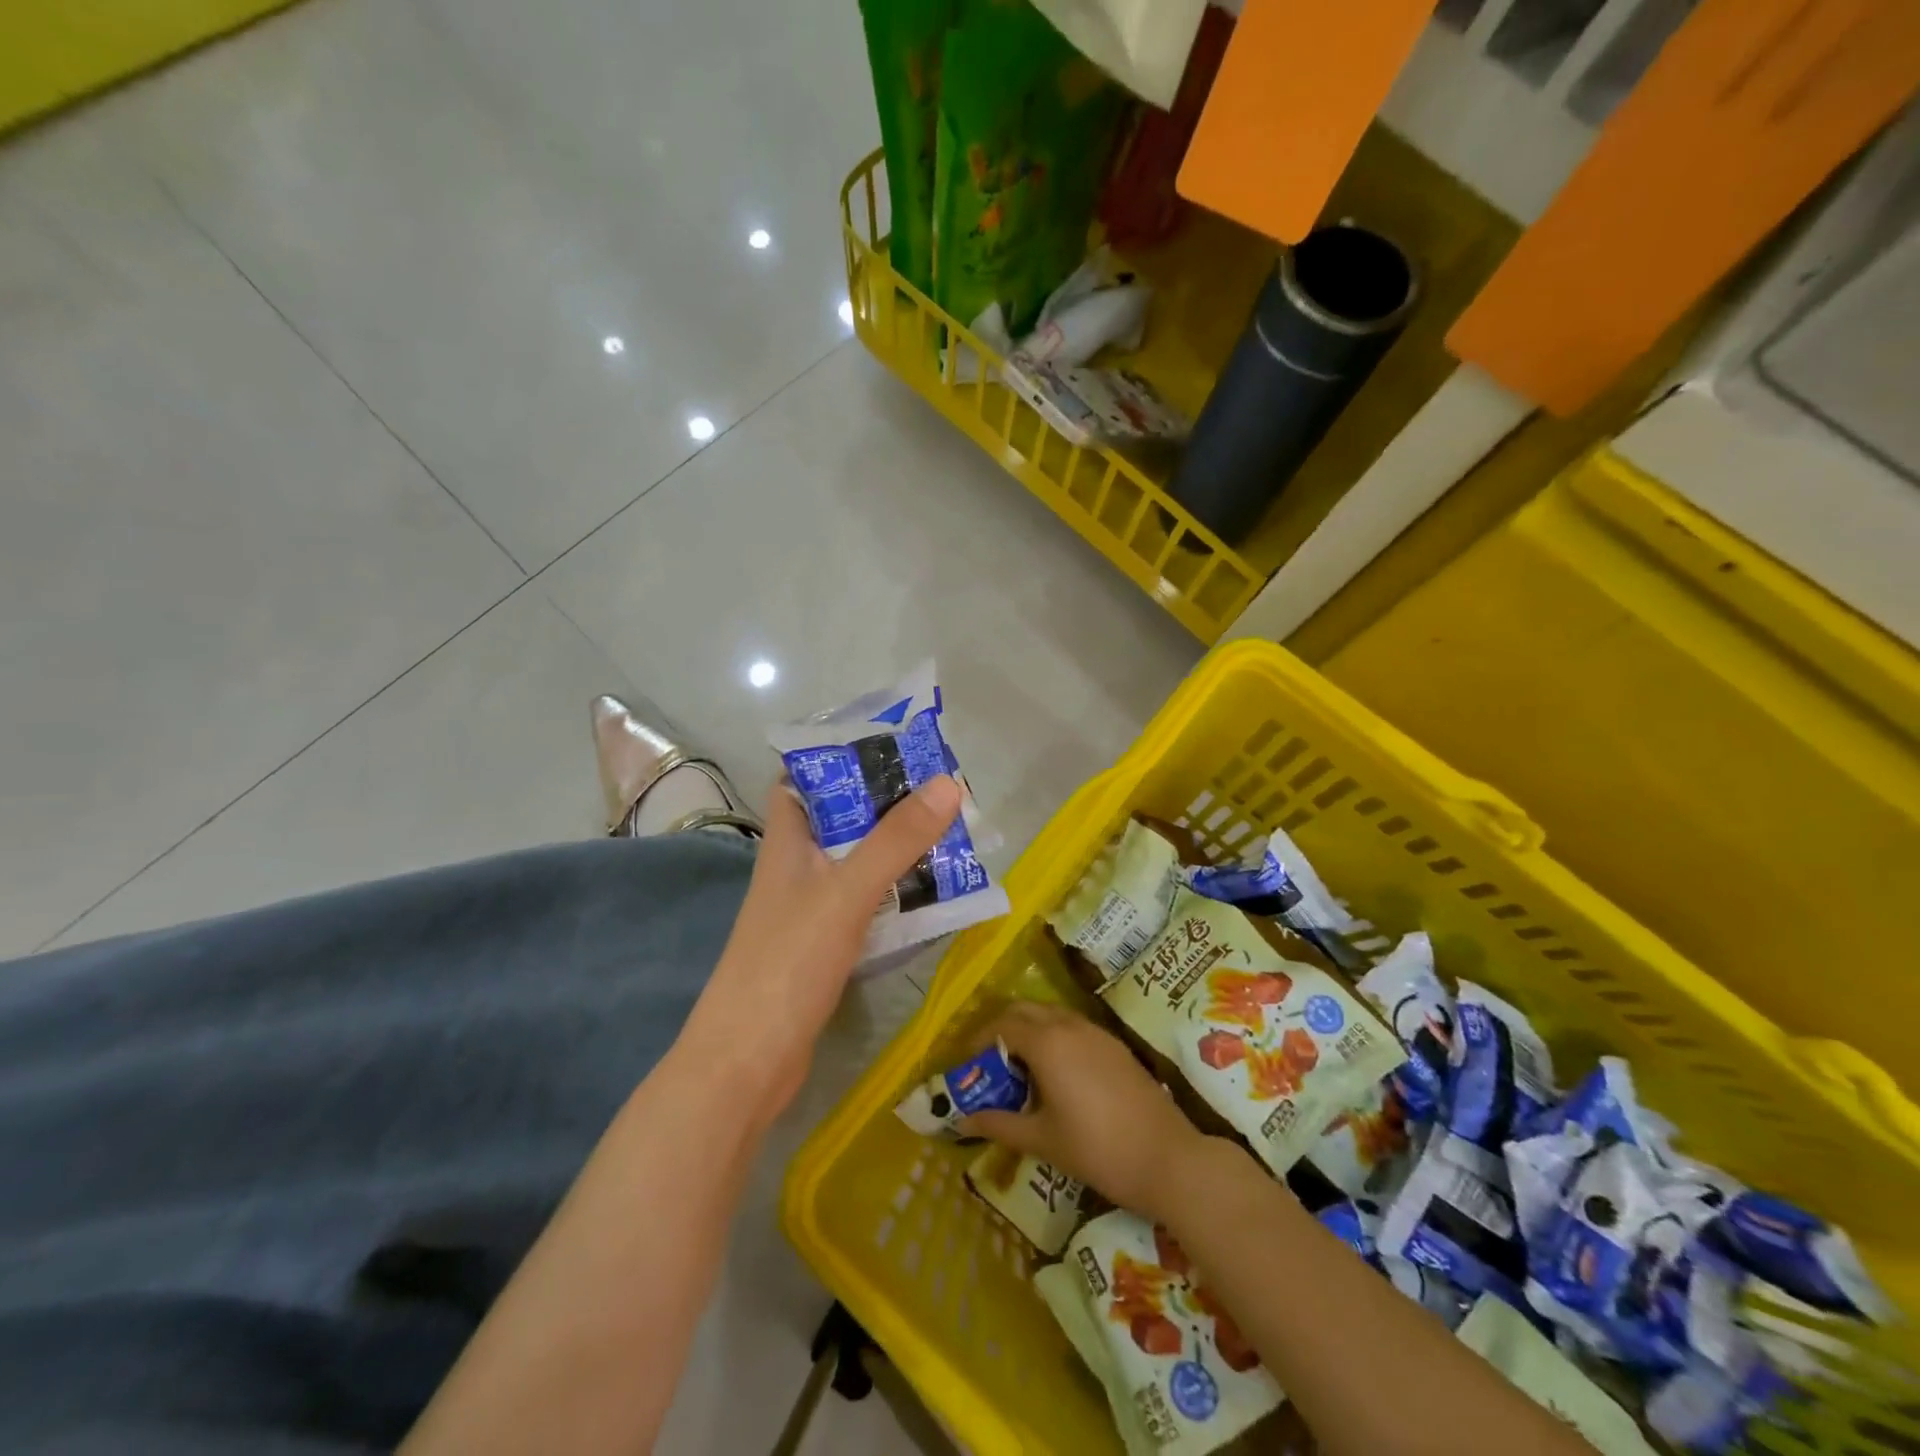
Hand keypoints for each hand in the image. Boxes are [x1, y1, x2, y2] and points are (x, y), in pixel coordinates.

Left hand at [682, 774, 962, 1117]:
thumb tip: (948, 784)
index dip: (837, 758)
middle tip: (940, 790)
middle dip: (885, 803)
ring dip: (895, 849)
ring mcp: (808, 910)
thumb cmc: (787, 963)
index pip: (801, 780)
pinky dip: (894, 893)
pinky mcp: (823, 946)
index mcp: (787, 843)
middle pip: (840, 820)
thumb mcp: (845, 892)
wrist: (747, 1063)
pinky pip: (865, 904)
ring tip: (949, 833)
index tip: (890, 744)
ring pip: (856, 863)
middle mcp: (795, 869)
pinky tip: (930, 894)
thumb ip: (895, 840)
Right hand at [959, 1002, 1205, 1221]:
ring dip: (1029, 1030)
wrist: (1167, 1158)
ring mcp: (1096, 1032)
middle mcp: (1068, 1025)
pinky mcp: (1115, 1044)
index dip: (978, 1040)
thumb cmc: (1097, 1149)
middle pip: (1024, 1010)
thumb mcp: (1042, 1140)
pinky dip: (1054, 1037)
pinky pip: (1073, 1026)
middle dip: (1001, 1028)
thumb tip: (963, 1120)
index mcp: (1046, 1043)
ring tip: (1020, 1069)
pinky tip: (1056, 1073)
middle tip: (989, 1062)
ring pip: (1051, 1014)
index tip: (967, 1063)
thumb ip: (999, 1124)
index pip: (1001, 1025)